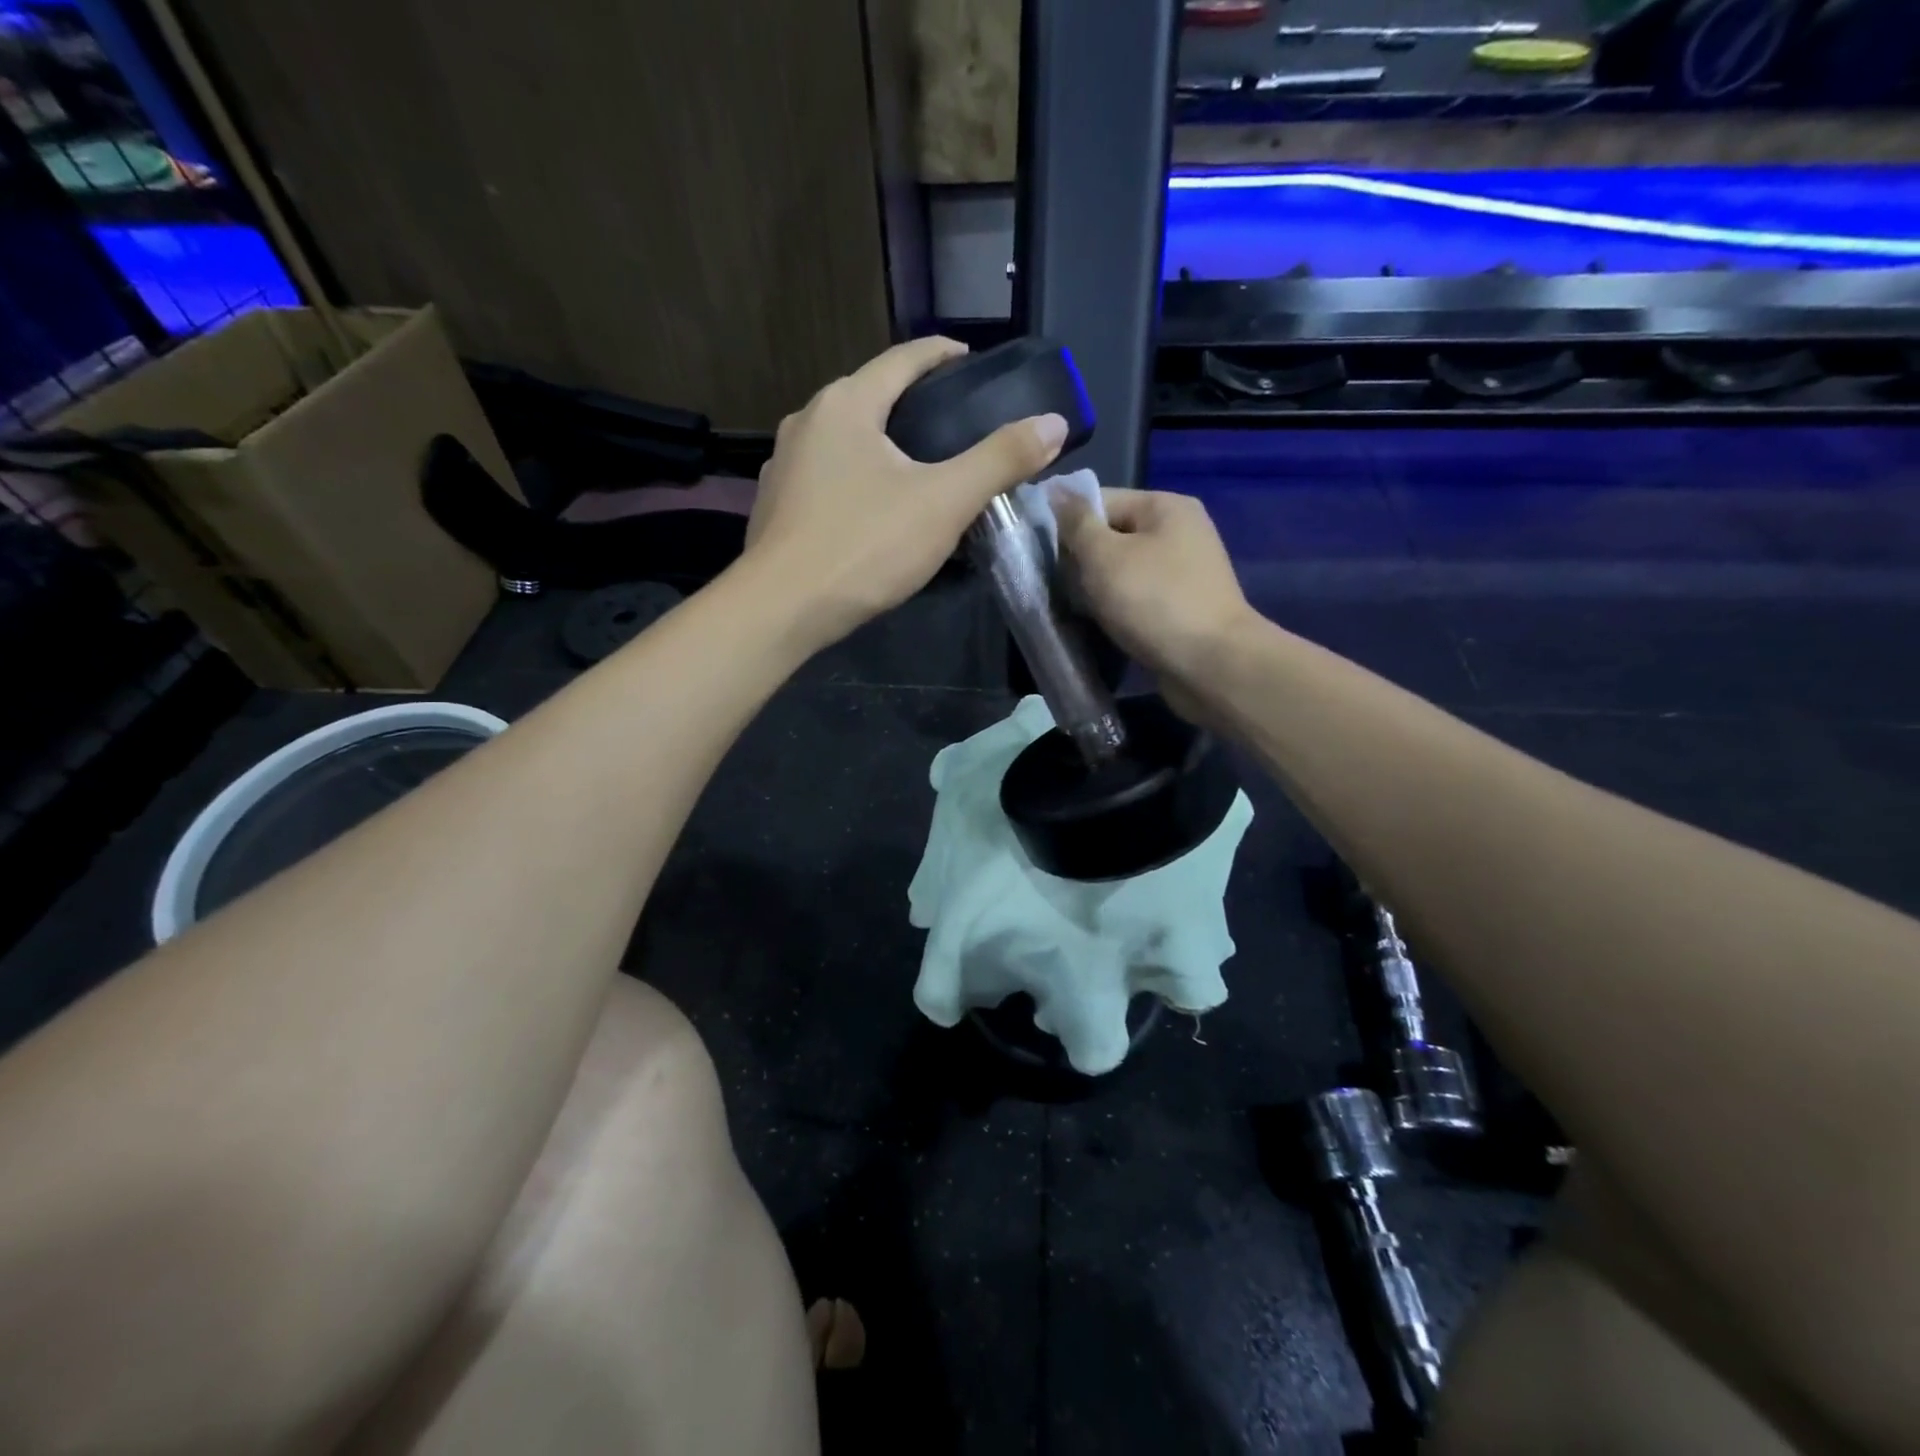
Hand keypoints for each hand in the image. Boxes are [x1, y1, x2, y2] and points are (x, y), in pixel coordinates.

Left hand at [744, 337, 1068, 646]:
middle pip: (869, 396)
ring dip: (881, 442)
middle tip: (953, 421)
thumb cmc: (864, 545)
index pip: (902, 359)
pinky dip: (856, 477)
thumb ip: (999, 460)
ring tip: (917, 465)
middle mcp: (806, 421)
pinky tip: (873, 506)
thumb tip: (1053, 423)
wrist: (781, 609)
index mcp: (846, 404)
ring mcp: (783, 465)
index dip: (941, 354)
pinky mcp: (776, 506)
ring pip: (844, 439)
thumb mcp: (944, 502)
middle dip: (911, 401)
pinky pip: (826, 476)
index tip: (969, 359)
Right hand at [1053, 487, 1253, 694]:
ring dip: (1096, 589)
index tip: (1040, 555)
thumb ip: (1076, 523)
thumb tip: (1055, 489)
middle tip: (1056, 587)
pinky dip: (1117, 609)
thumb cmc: (1154, 602)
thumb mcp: (1104, 556)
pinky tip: (1099, 625)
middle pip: (1111, 535)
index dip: (1066, 524)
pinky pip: (1137, 598)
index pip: (1100, 500)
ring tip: (1075, 609)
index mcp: (1165, 506)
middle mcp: (1179, 531)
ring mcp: (1184, 571)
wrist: (1211, 665)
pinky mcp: (1182, 606)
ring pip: (1122, 571)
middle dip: (1081, 561)